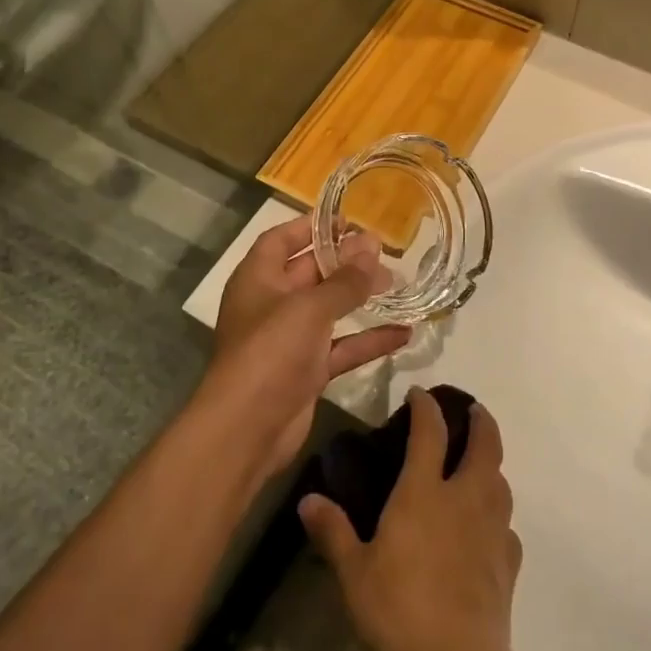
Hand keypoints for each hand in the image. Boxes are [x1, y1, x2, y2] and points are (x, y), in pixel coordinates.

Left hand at [204, 215, 410, 480]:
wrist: (246, 429)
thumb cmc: (270, 352)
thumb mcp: (310, 307)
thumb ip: (344, 279)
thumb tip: (372, 245)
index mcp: (258, 278)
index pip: (281, 240)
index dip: (311, 227)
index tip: (348, 220)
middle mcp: (271, 304)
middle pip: (310, 273)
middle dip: (345, 262)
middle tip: (385, 252)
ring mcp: (289, 340)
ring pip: (330, 310)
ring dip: (361, 298)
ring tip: (399, 284)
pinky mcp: (307, 372)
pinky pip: (342, 348)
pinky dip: (368, 340)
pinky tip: (404, 333)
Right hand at [299, 389, 521, 650]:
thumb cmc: (400, 610)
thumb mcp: (354, 573)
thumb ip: (333, 532)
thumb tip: (308, 499)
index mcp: (425, 491)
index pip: (430, 431)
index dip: (425, 407)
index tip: (418, 395)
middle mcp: (465, 497)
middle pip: (486, 444)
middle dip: (480, 421)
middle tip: (471, 412)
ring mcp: (493, 528)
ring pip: (502, 480)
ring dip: (492, 465)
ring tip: (477, 467)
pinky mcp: (509, 562)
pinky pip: (507, 526)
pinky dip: (497, 516)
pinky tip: (485, 531)